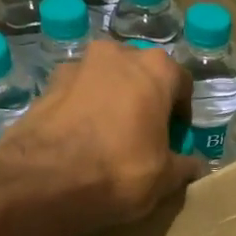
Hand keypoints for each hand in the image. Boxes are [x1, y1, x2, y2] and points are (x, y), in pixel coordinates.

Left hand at [4, 39, 205, 235]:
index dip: (182, 111)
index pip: (181, 82)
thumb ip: (183, 166)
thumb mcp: (165, 177)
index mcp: (155, 69)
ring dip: (113, 103)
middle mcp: (116, 55)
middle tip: (147, 135)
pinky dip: (85, 112)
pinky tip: (84, 143)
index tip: (177, 136)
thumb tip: (192, 165)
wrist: (43, 180)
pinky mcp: (46, 86)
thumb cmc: (120, 170)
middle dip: (146, 100)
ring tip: (112, 139)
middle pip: (141, 75)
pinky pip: (78, 96)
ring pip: (106, 82)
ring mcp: (76, 66)